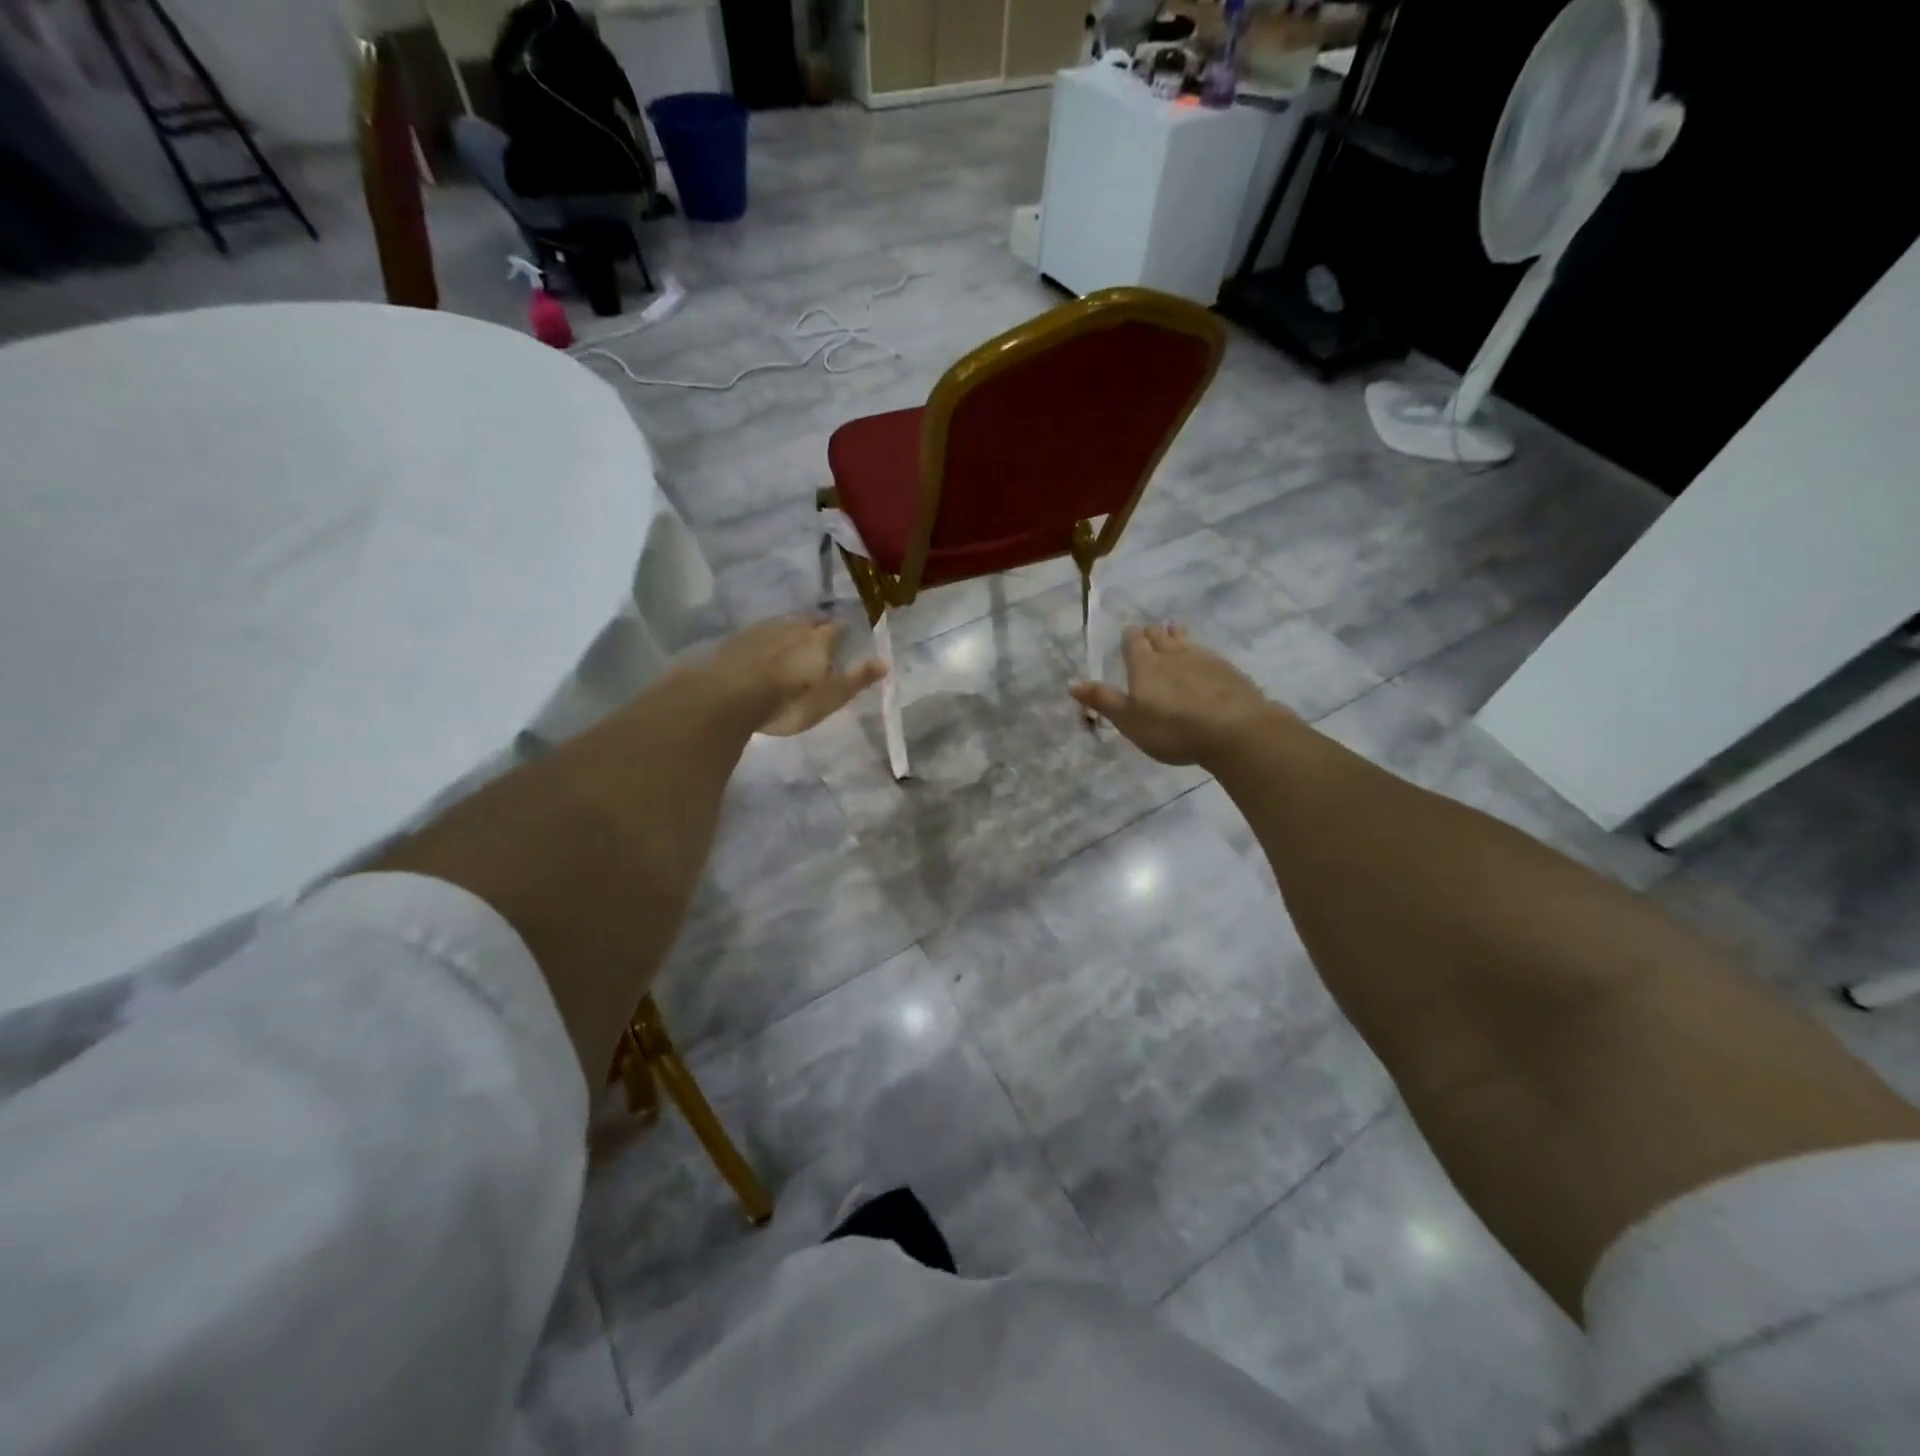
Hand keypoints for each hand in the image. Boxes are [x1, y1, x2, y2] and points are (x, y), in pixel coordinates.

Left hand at [707, 616, 886, 735]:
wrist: (729, 695)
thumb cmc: (789, 700)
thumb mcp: (830, 697)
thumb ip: (857, 678)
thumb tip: (886, 661)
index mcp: (820, 640)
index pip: (838, 629)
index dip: (843, 632)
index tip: (846, 637)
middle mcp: (793, 626)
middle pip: (810, 621)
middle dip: (818, 627)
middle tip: (821, 636)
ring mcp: (763, 630)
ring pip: (784, 624)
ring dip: (792, 630)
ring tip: (794, 641)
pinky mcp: (737, 640)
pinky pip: (760, 634)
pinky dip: (767, 640)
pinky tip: (763, 650)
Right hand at [1070, 623, 1292, 765]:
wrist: (1233, 729)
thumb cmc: (1172, 728)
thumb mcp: (1129, 720)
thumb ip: (1103, 700)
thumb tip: (1072, 683)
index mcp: (1144, 665)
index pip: (1133, 642)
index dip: (1129, 637)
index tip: (1128, 633)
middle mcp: (1172, 654)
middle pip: (1159, 636)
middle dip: (1151, 633)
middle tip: (1148, 632)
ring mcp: (1203, 658)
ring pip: (1184, 639)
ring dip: (1176, 634)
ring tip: (1174, 630)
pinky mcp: (1227, 669)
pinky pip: (1206, 652)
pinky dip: (1199, 651)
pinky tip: (1203, 658)